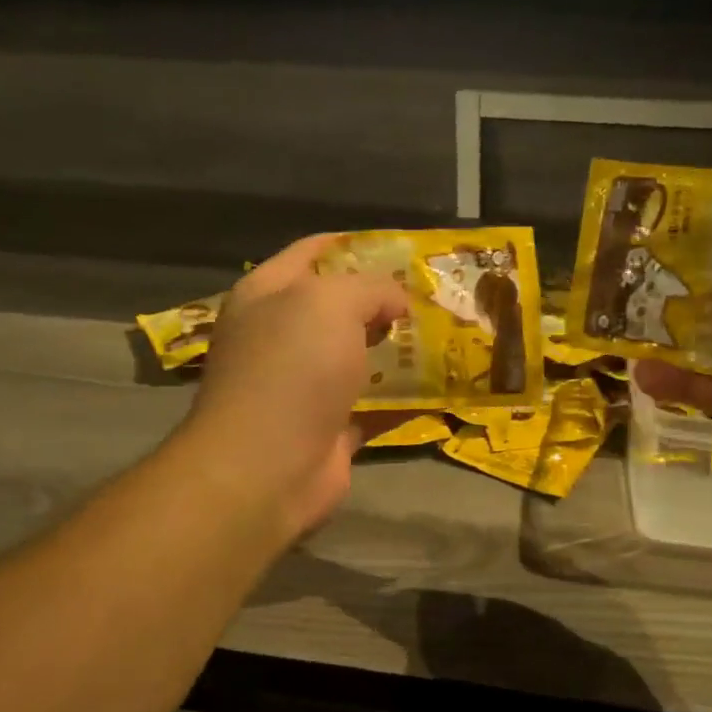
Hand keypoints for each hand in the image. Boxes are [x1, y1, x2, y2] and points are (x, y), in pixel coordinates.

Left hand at [179, 235, 408, 539]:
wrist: (267, 467)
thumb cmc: (292, 368)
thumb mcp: (330, 302)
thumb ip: (370, 287)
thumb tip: (395, 301)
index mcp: (267, 295)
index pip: (311, 252)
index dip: (354, 244)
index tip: (404, 248)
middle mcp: (280, 336)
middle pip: (337, 308)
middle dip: (383, 301)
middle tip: (433, 296)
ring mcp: (302, 386)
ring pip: (356, 358)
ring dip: (395, 350)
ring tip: (444, 337)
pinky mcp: (327, 428)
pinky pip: (371, 406)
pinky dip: (399, 400)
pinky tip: (437, 388)